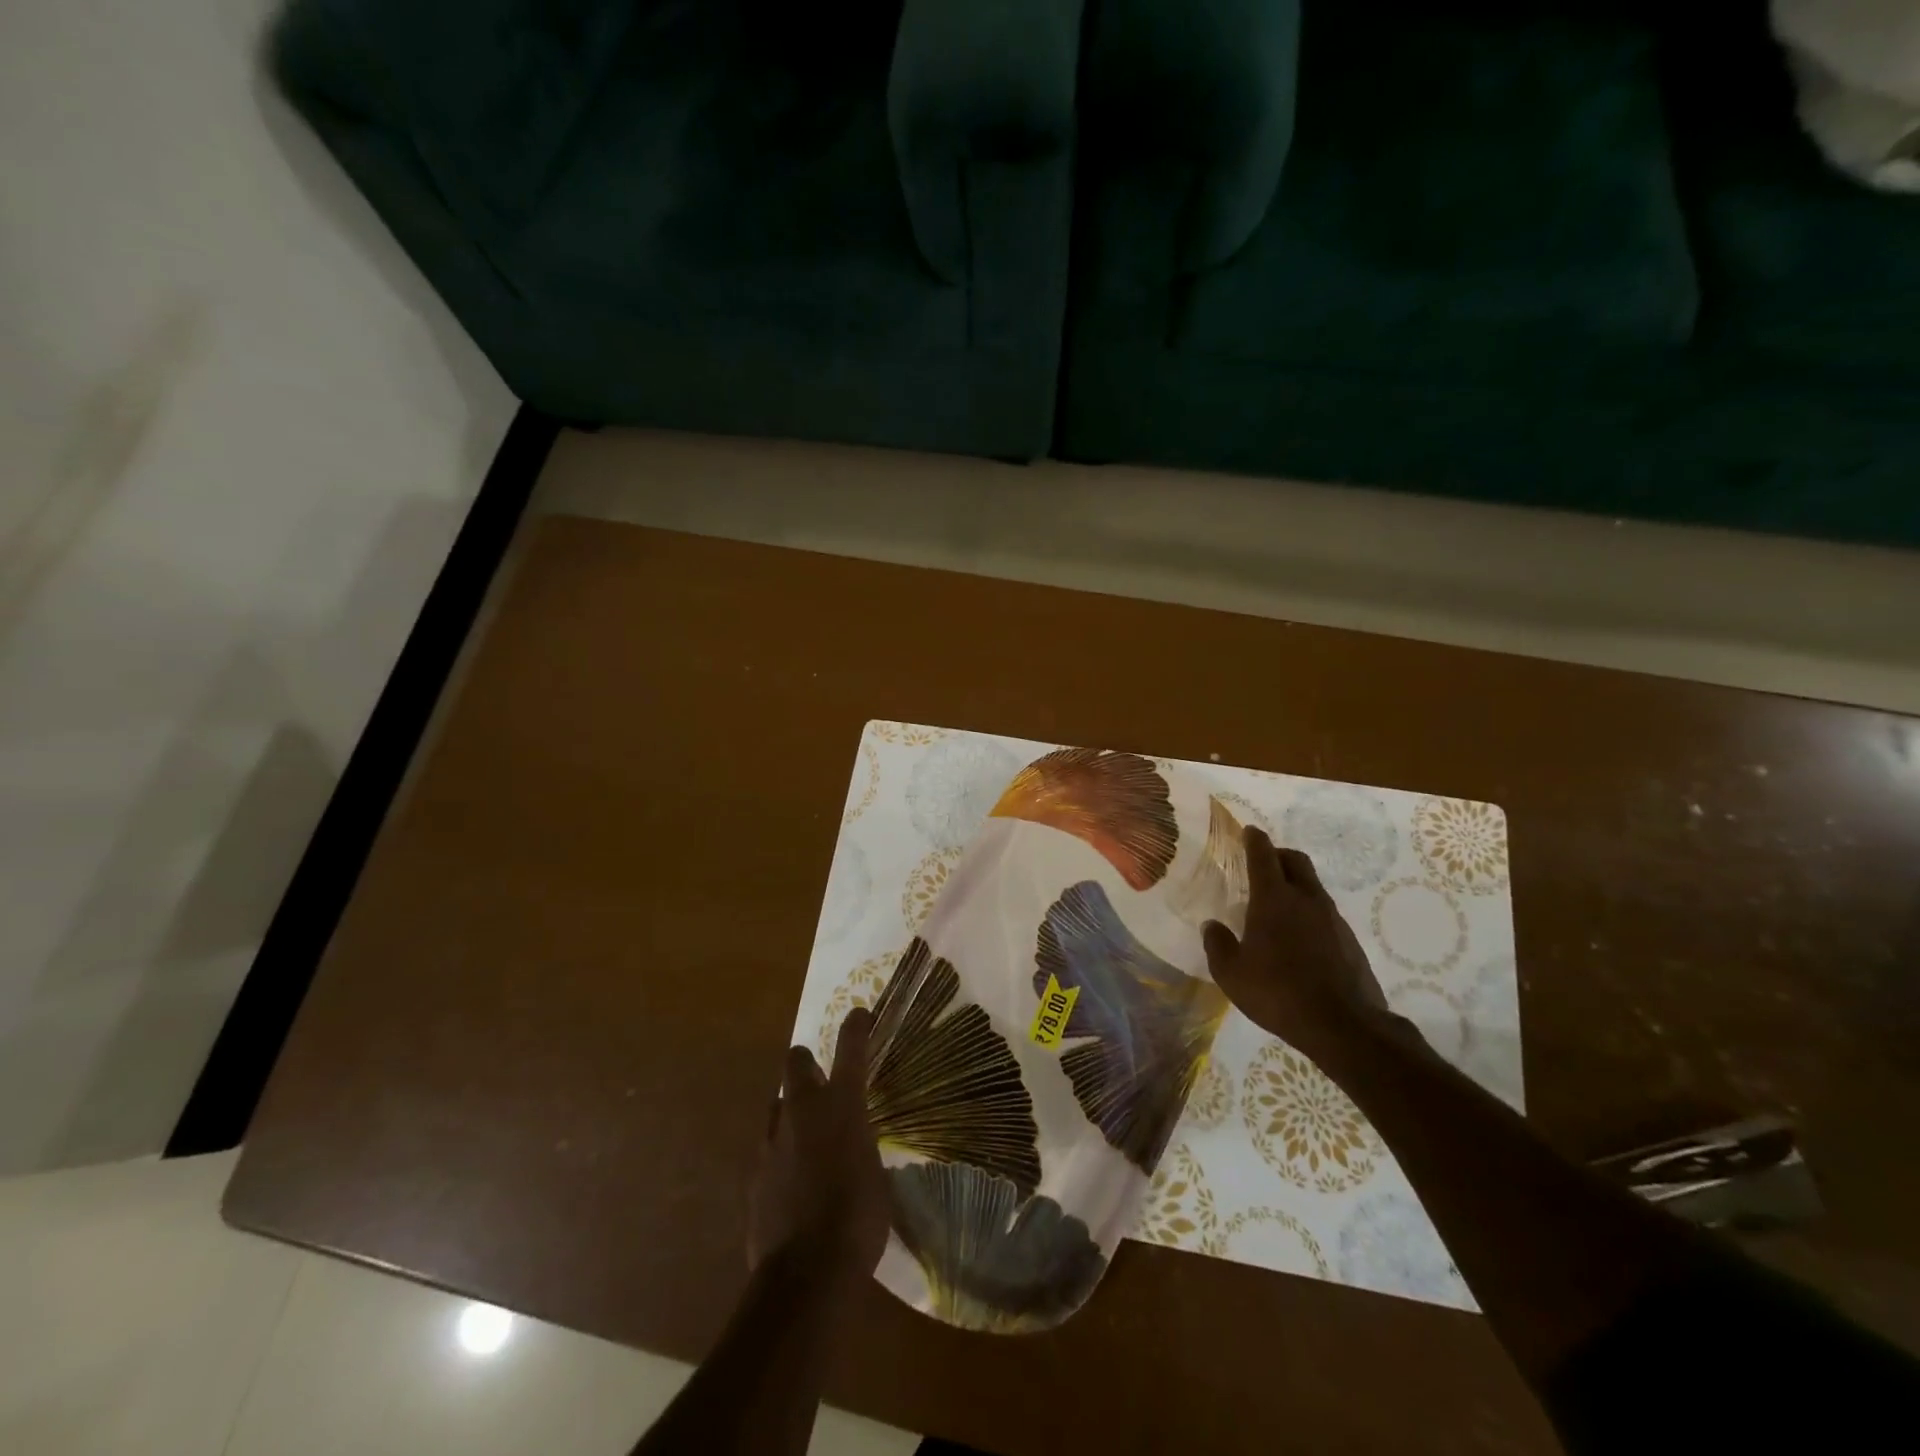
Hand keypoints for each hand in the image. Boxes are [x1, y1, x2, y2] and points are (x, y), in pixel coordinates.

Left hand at [748, 1007, 890, 1292]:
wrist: (806, 1273)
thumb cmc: (859, 1219)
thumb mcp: (874, 1175)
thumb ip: (860, 1148)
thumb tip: (853, 1148)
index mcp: (842, 1107)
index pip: (850, 1051)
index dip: (855, 1028)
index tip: (859, 1015)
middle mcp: (803, 1111)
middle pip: (796, 1062)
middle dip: (807, 1063)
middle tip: (822, 1080)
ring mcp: (773, 1141)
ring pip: (779, 1104)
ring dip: (793, 1111)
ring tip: (809, 1137)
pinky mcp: (755, 1173)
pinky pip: (769, 1147)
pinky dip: (782, 1153)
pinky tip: (794, 1180)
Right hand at [1203, 827, 1392, 1063]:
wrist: (1343, 1025)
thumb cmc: (1277, 992)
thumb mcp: (1231, 973)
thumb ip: (1217, 944)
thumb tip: (1212, 926)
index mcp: (1273, 899)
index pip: (1263, 855)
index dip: (1254, 840)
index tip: (1249, 831)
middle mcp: (1306, 899)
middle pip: (1295, 861)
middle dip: (1278, 854)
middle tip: (1263, 863)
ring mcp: (1332, 919)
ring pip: (1312, 886)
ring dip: (1295, 884)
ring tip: (1277, 905)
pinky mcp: (1349, 940)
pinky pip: (1324, 913)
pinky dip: (1309, 913)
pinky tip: (1298, 938)